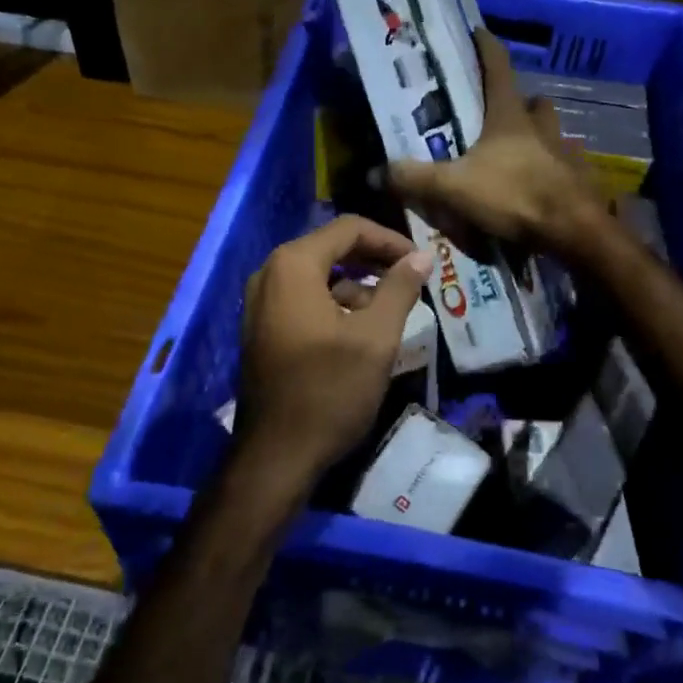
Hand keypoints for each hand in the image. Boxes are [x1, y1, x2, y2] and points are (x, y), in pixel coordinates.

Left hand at [232, 215, 433, 495]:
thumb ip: (400, 288)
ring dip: (356, 285)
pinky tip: (360, 331)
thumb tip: (422, 256)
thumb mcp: (376, 337)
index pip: (349, 228)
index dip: (390, 239)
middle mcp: (270, 272)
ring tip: (391, 311)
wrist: (277, 454)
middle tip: (411, 279)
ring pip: (318, 275)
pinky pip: (303, 298)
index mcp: (293, 264)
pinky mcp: (262, 327)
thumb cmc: (330, 390)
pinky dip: (334, 304)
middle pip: (331, 248)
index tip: (422, 261)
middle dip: (374, 261)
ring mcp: (260, 301)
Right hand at [389, 28, 608, 259]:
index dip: (486, 47)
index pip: (498, 68)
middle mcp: (541, 128)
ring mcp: (564, 154)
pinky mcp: (578, 181)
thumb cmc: (513, 195)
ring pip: (552, 133)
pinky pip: (563, 168)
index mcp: (510, 117)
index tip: (477, 32)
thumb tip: (374, 172)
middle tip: (498, 112)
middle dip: (519, 102)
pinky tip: (536, 187)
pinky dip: (549, 172)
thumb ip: (414, 178)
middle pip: (533, 102)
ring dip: (537, 136)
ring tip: (516, 152)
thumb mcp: (453, 187)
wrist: (573, 231)